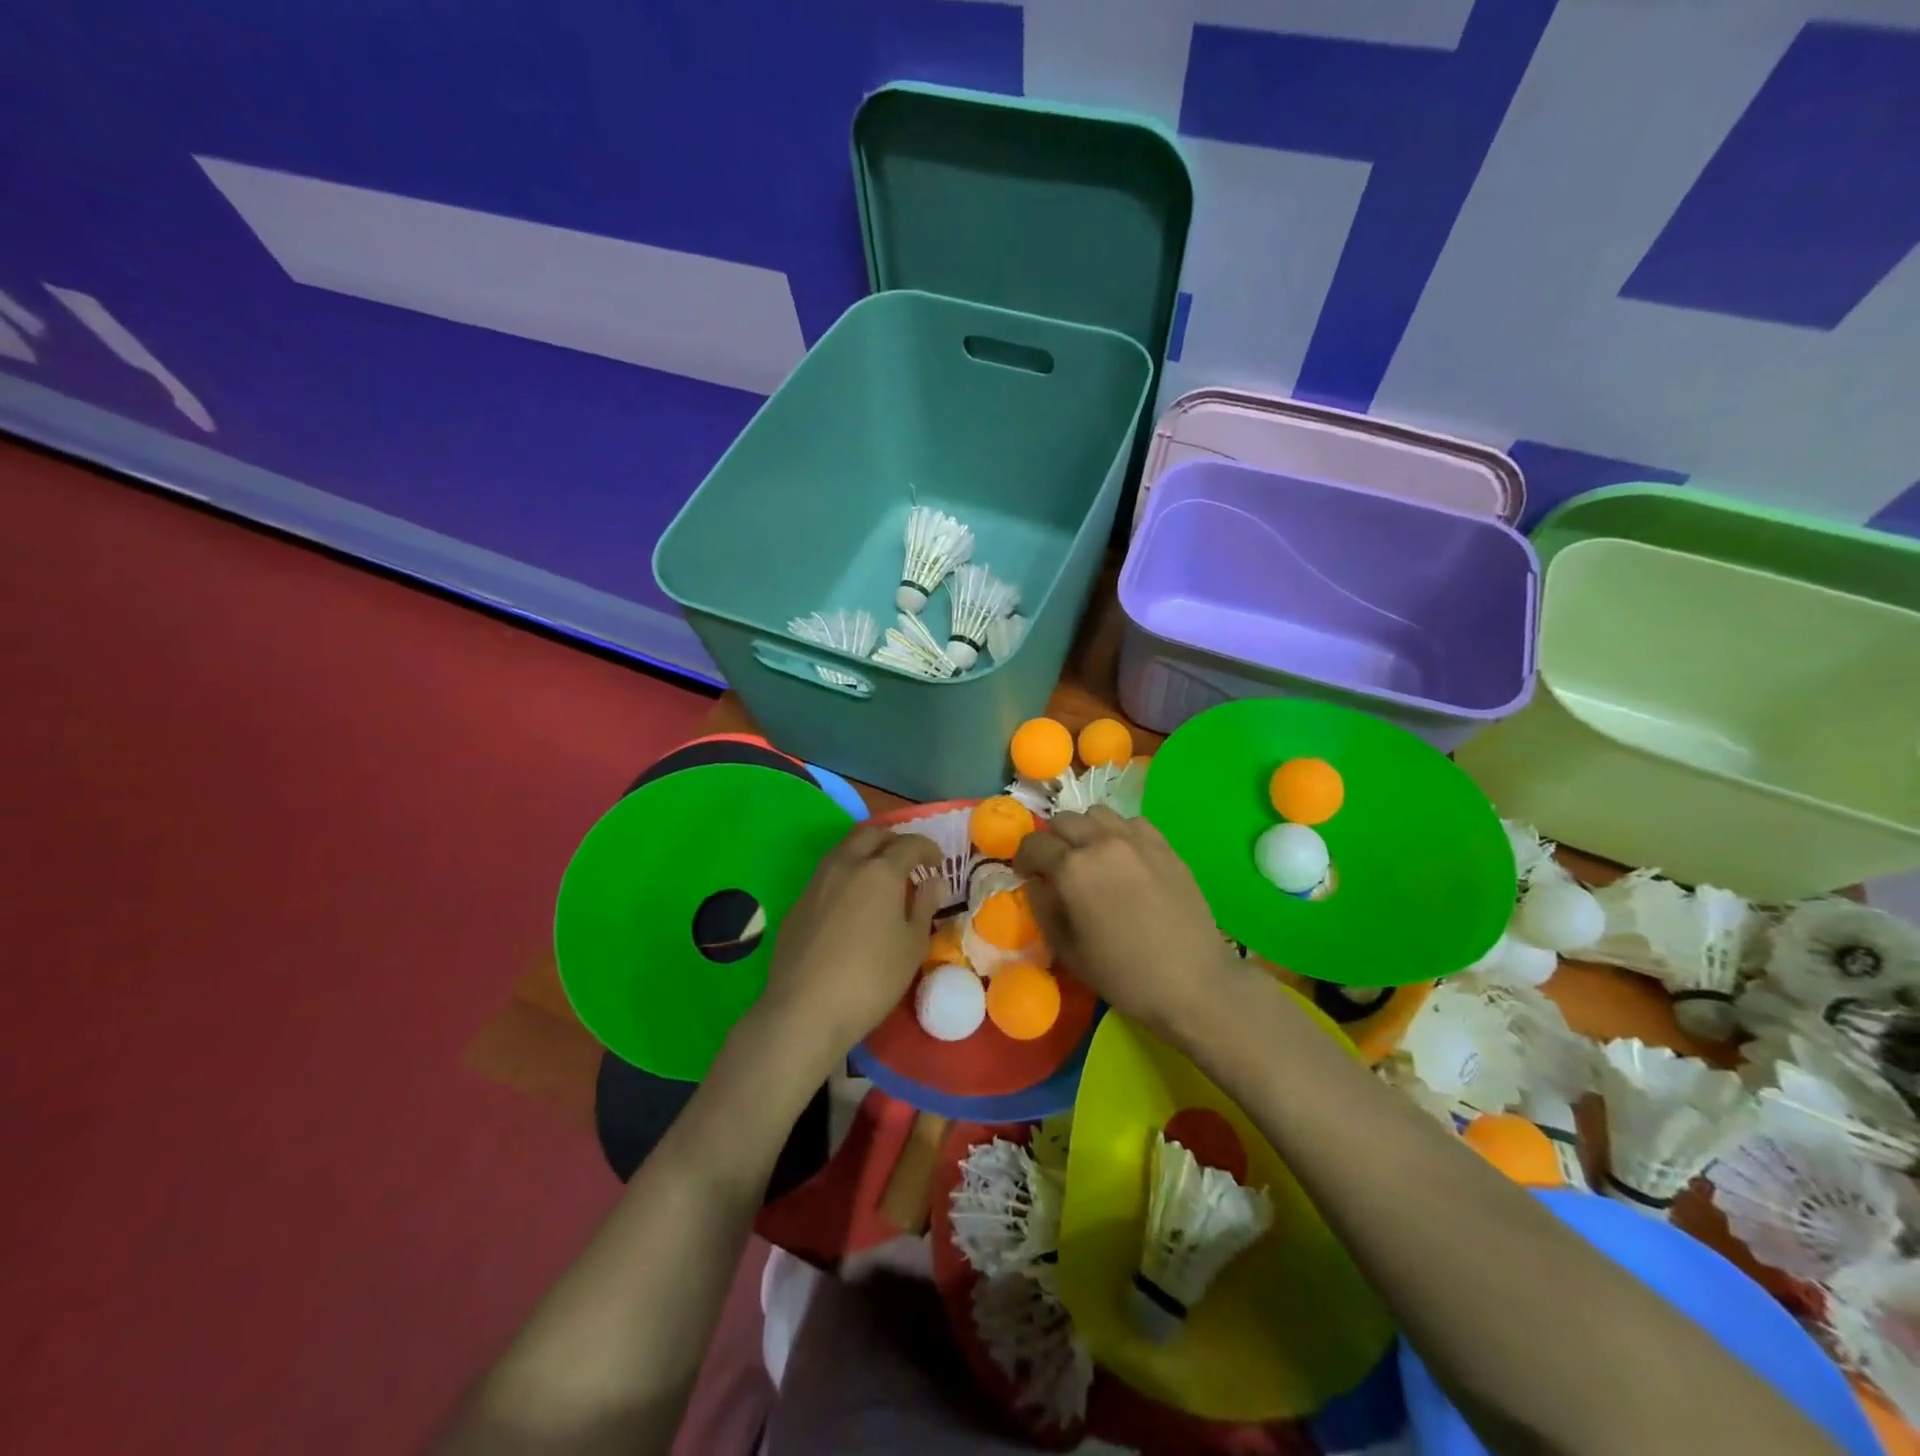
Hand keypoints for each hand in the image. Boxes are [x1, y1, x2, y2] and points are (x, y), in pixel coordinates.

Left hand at [754, 823, 942, 1069]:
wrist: (804, 1010)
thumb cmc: (871, 979)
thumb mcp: (912, 946)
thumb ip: (924, 906)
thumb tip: (934, 881)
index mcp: (880, 871)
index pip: (909, 844)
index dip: (928, 849)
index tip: (937, 863)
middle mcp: (846, 865)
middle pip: (871, 834)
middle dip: (893, 841)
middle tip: (908, 862)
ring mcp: (816, 882)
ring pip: (844, 850)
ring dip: (866, 853)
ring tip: (880, 879)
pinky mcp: (798, 903)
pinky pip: (827, 874)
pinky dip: (846, 875)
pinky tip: (852, 904)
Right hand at [1015, 806, 1240, 1043]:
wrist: (1193, 982)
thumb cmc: (1123, 974)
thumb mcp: (1067, 950)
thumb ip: (1043, 908)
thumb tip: (1036, 884)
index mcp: (1072, 868)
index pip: (1034, 843)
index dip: (1023, 858)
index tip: (1026, 875)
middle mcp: (1101, 842)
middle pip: (1063, 820)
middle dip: (1052, 840)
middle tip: (1055, 866)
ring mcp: (1137, 839)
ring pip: (1097, 814)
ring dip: (1085, 830)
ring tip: (1090, 856)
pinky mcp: (1164, 845)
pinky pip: (1131, 823)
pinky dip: (1118, 832)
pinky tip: (1123, 858)